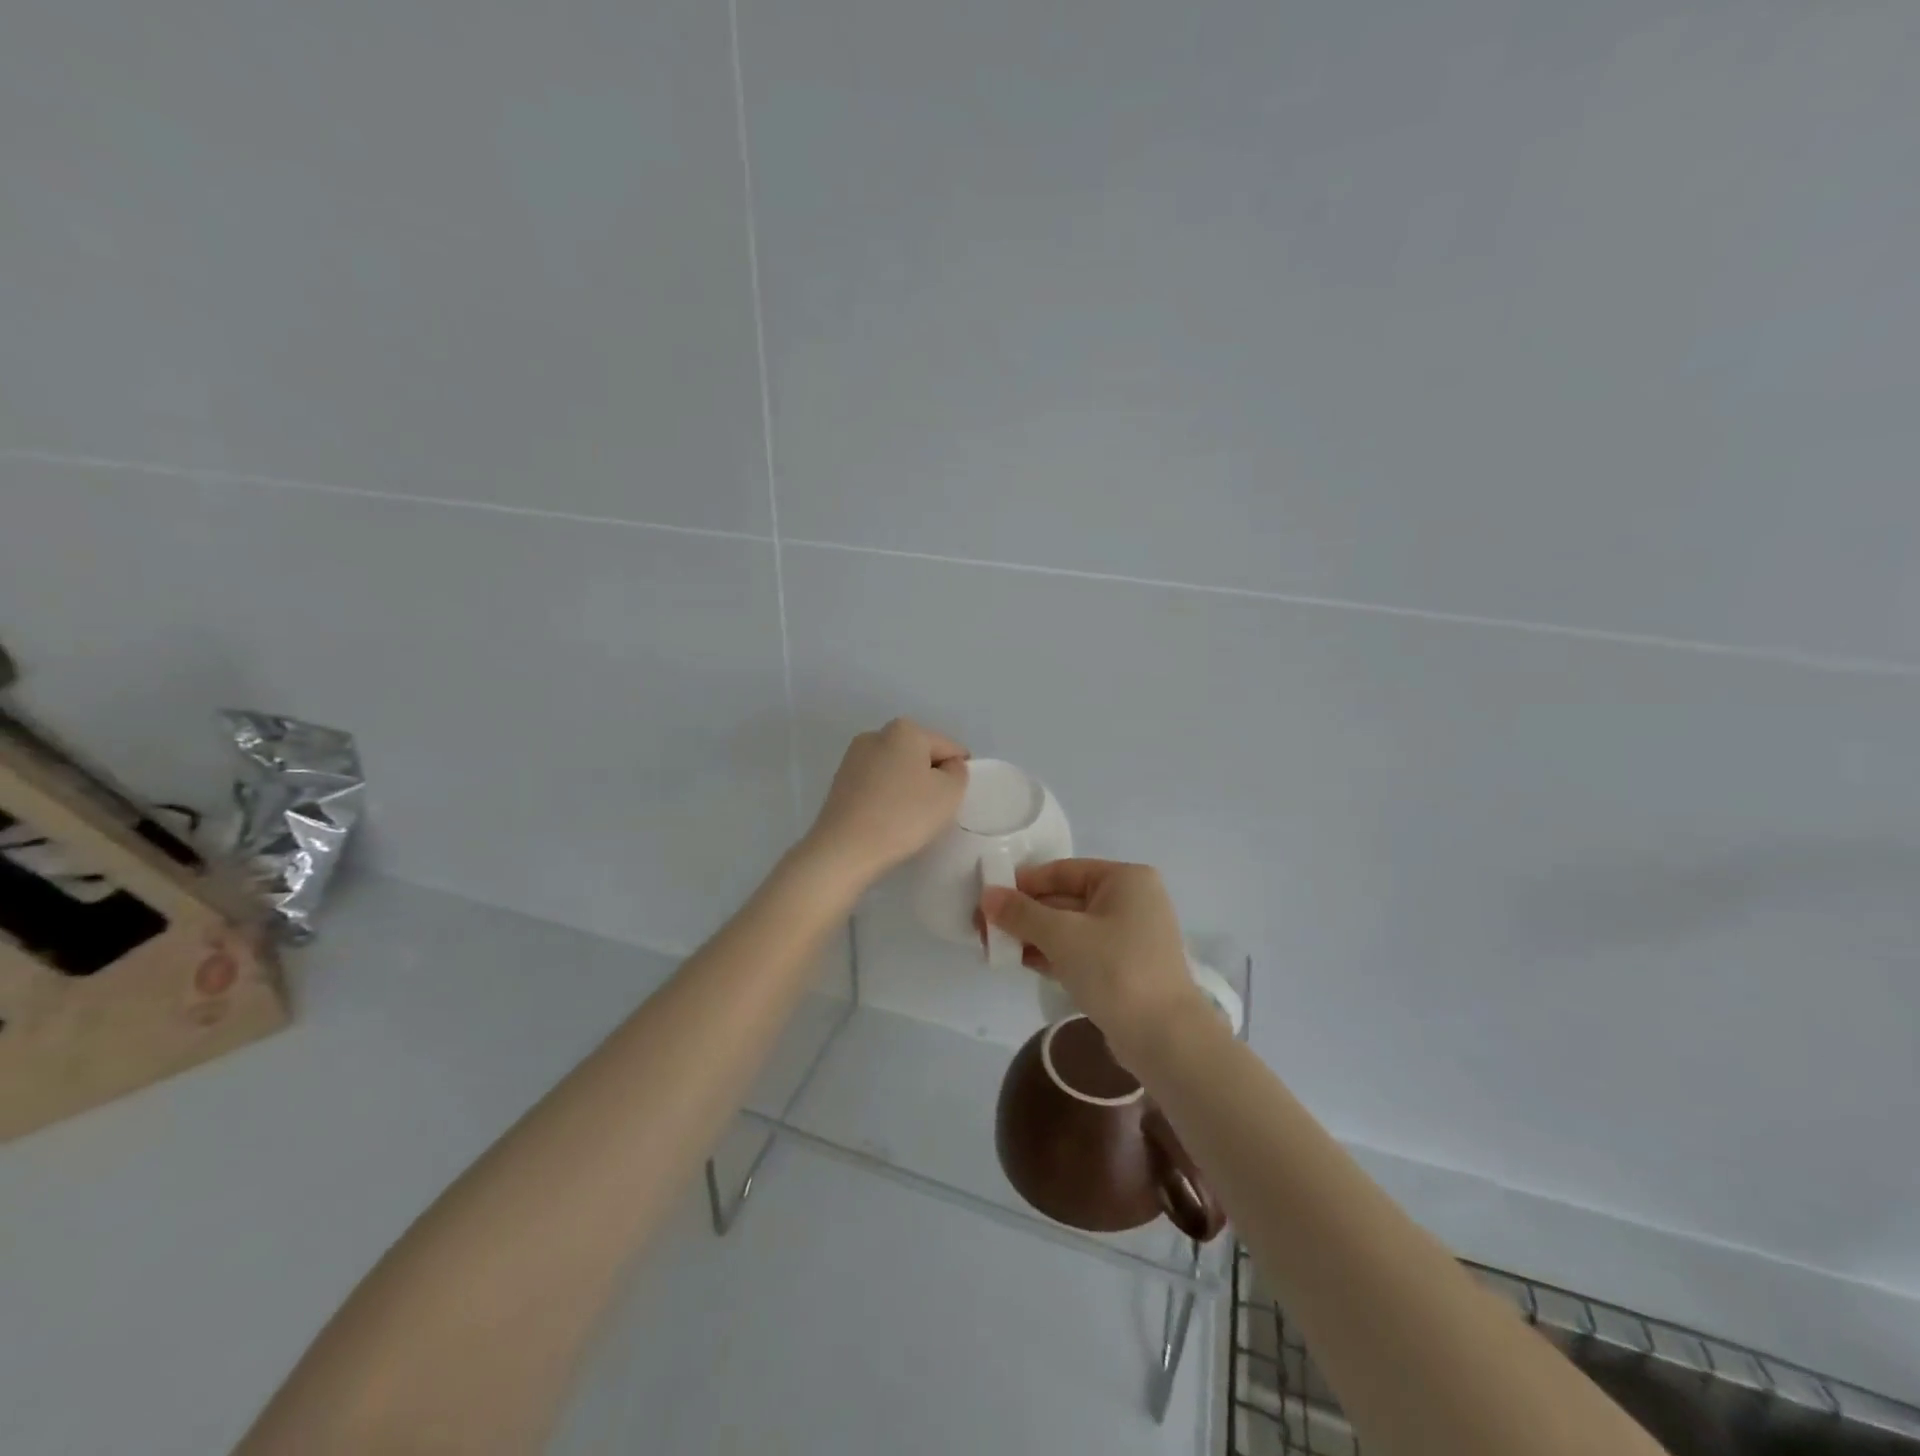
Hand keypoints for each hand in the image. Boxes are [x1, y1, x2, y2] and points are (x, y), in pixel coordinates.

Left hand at [799, 719, 968, 893]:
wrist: (845, 849)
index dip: (957, 774)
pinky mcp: (839, 781)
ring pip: (897, 770)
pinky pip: (877, 784)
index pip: (949, 748)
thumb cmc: (904, 815)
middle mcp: (876, 734)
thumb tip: (947, 766)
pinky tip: (885, 820)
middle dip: (930, 778)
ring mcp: (853, 757)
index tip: (949, 801)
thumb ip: (958, 772)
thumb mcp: (950, 793)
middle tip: (930, 811)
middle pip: (920, 755)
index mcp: (906, 730)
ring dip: (907, 788)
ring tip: (906, 819)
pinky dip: (887, 798)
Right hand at [980, 860, 1207, 1063]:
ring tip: (994, 947)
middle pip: (1065, 899)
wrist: (1165, 1039)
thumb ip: (1021, 913)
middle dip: (1025, 914)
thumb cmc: (1115, 970)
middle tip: (984, 928)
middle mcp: (1131, 900)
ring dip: (1034, 936)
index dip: (1022, 883)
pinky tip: (1021, 962)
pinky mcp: (1124, 968)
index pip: (1062, 871)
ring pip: (1071, 928)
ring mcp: (1130, 936)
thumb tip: (987, 895)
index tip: (987, 899)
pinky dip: (1053, 954)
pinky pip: (1081, 951)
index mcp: (1125, 879)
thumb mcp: (1062, 935)